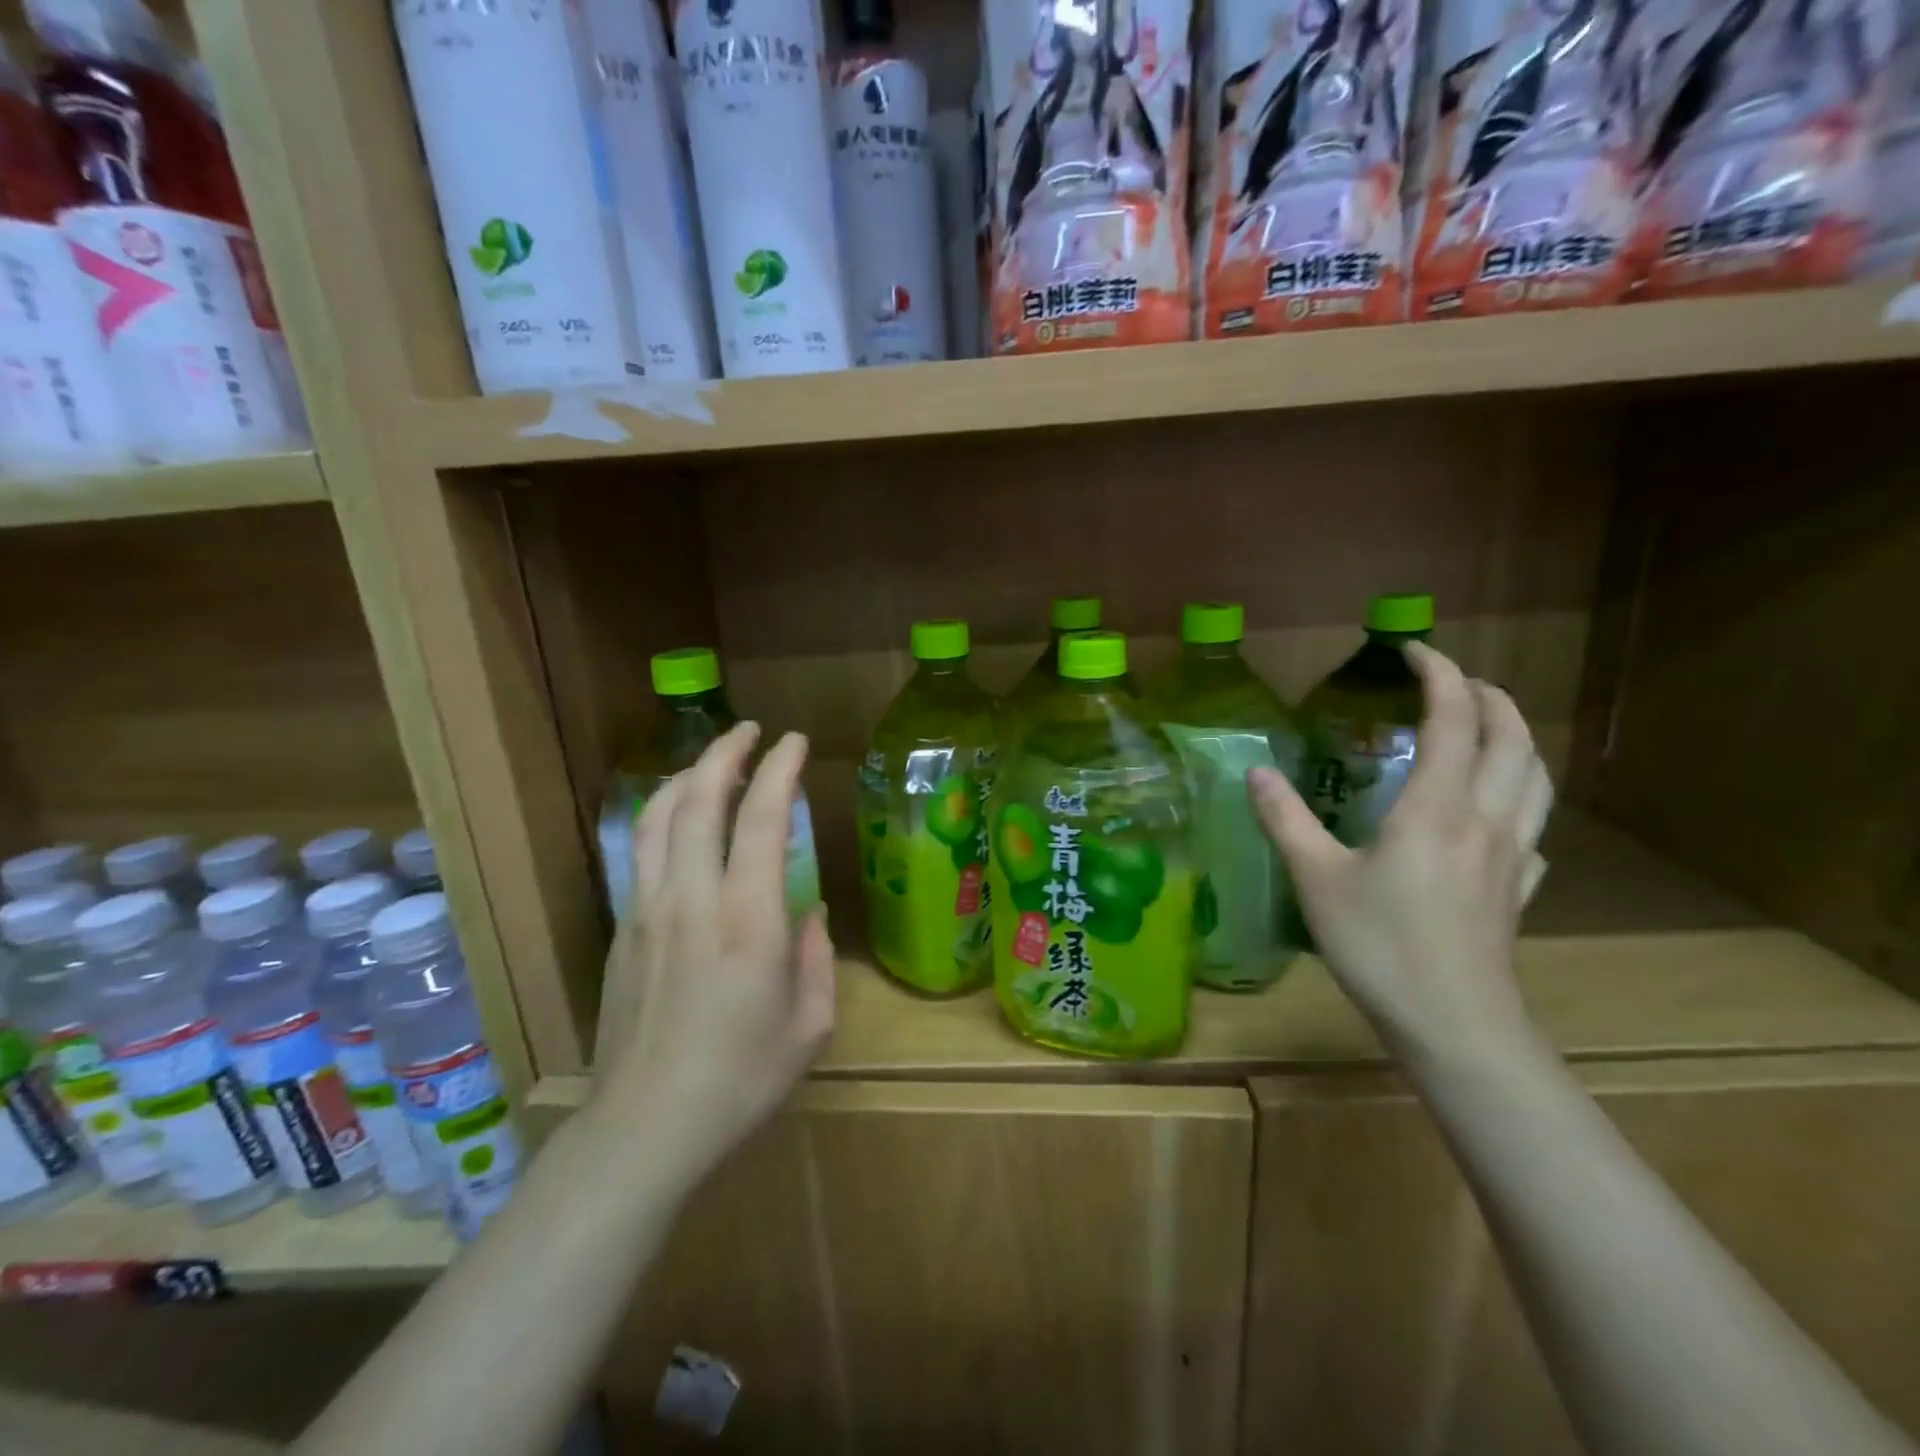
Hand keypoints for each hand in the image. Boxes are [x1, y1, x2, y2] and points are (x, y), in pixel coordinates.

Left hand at [595, 723, 835, 1185]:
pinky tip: (679, 817)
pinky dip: (663, 815)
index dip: (780, 770)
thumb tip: (807, 910)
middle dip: (726, 753)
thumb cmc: (741, 1081)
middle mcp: (693, 900)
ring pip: (659, 818)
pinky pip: (640, 852)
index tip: (795, 742)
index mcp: (748, 921)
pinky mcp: (623, 929)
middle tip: (751, 732)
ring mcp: (648, 911)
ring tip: (713, 761)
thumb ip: (816, 957)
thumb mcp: (809, 1025)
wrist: (644, 1128)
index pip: (761, 820)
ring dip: (688, 776)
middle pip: (699, 801)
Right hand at [1250, 643, 1552, 1059]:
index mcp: (1437, 807)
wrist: (1453, 1024)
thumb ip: (1285, 819)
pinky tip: (1498, 813)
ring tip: (1487, 727)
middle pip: (1512, 738)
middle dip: (1488, 696)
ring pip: (1537, 777)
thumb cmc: (1379, 945)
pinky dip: (1522, 797)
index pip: (1453, 719)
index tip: (1413, 651)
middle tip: (1454, 681)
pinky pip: (1535, 825)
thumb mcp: (1315, 878)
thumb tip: (1257, 771)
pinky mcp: (1518, 889)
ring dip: (1517, 737)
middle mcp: (1486, 818)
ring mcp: (1512, 855)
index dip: (1439, 675)